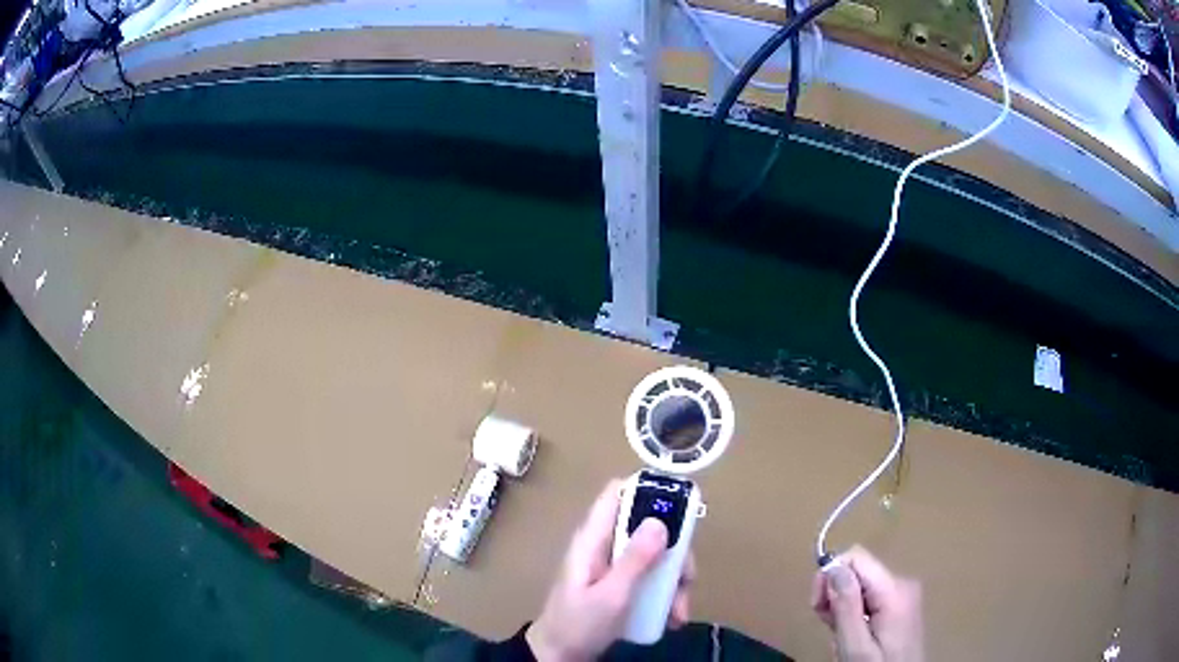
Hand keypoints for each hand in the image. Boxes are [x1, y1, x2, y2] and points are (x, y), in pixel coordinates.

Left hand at [527, 479, 694, 660]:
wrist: (559, 656)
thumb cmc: (579, 623)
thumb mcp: (611, 595)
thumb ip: (634, 560)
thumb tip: (660, 521)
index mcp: (593, 539)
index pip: (616, 493)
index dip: (647, 489)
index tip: (681, 504)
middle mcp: (604, 545)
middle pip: (647, 527)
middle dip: (674, 550)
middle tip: (688, 577)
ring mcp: (613, 566)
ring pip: (655, 555)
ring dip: (674, 580)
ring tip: (680, 609)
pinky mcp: (621, 584)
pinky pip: (651, 577)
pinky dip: (665, 594)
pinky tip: (673, 616)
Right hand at [811, 546, 923, 661]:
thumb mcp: (855, 646)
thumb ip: (846, 606)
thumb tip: (833, 566)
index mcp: (894, 589)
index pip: (856, 557)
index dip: (829, 575)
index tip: (816, 607)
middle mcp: (902, 583)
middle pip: (857, 572)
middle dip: (835, 596)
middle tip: (827, 626)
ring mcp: (903, 594)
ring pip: (860, 586)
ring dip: (842, 609)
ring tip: (841, 637)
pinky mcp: (901, 605)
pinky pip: (869, 597)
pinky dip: (854, 613)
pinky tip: (852, 634)